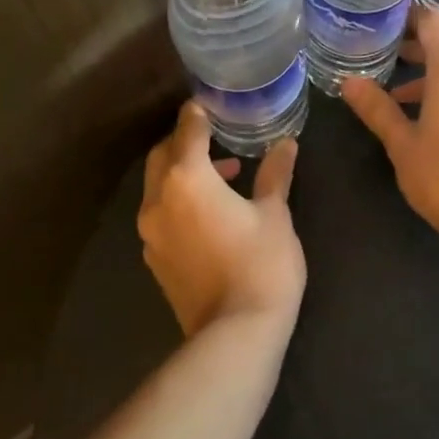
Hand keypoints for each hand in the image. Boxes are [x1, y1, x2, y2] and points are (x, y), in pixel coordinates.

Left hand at [137, 103, 305, 337]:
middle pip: (163, 155)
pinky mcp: (155, 259)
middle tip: (218, 135)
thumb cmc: (261, 263)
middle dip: (186, 140)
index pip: (187, 129)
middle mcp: (159, 200)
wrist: (235, 336)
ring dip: (184, 171)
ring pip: (159, 185)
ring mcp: (151, 233)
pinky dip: (180, 199)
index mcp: (187, 179)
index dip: (199, 112)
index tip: (213, 102)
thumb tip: (287, 144)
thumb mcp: (274, 213)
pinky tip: (212, 210)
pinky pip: (162, 212)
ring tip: (226, 174)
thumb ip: (275, 174)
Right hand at [342, 6, 438, 242]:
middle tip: (386, 62)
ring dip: (432, 81)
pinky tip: (435, 126)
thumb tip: (349, 82)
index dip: (410, 16)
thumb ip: (376, 108)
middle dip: (416, 52)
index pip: (433, 21)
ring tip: (401, 104)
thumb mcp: (401, 143)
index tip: (388, 23)